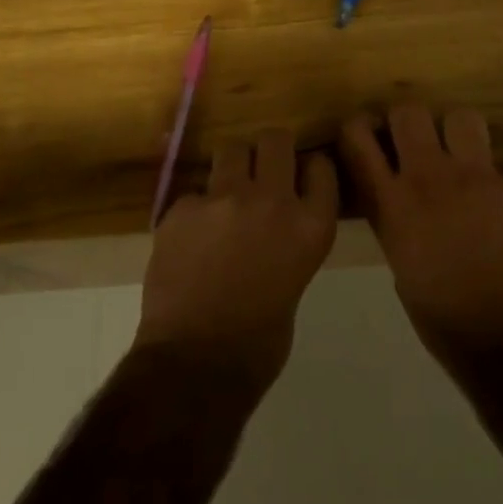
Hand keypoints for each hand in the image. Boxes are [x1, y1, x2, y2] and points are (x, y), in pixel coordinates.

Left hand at [136, 128, 338, 388]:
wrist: (197, 363)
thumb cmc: (259, 342)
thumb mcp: (295, 282)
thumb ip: (289, 242)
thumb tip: (274, 228)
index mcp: (311, 226)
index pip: (320, 167)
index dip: (309, 168)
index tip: (301, 175)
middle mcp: (272, 200)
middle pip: (275, 140)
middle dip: (269, 150)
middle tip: (260, 170)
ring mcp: (224, 199)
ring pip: (230, 150)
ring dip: (231, 167)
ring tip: (224, 195)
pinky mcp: (182, 207)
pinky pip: (194, 192)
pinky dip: (196, 209)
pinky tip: (190, 238)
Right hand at [339, 104, 502, 370]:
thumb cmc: (443, 318)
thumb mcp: (400, 265)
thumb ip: (397, 221)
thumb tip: (406, 202)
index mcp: (392, 203)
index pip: (357, 138)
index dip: (359, 127)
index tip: (368, 135)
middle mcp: (430, 178)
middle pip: (409, 112)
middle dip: (409, 121)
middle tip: (417, 141)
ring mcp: (479, 179)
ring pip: (463, 118)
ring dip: (460, 135)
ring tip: (465, 158)